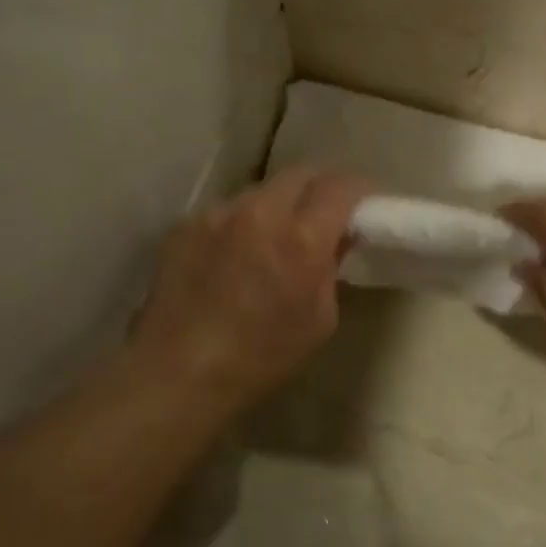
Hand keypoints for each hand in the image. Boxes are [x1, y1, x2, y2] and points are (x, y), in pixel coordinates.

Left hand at [131, 167, 368, 411]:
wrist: (178, 372)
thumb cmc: (261, 357)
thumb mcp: (319, 320)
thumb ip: (332, 267)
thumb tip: (338, 238)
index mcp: (301, 238)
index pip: (341, 186)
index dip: (361, 189)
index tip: (366, 202)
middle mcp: (260, 212)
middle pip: (302, 173)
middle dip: (322, 187)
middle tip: (329, 211)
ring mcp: (218, 213)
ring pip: (262, 189)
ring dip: (280, 203)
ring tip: (277, 234)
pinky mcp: (187, 224)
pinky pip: (228, 210)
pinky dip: (244, 222)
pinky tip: (237, 253)